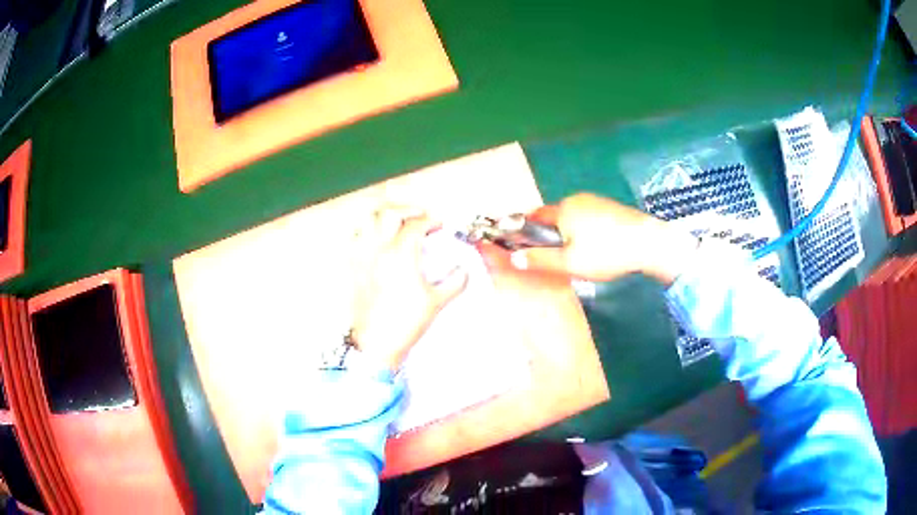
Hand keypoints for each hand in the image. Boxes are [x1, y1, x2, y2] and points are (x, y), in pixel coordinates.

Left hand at [350, 207, 467, 371]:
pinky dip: (366, 231)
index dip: (431, 220)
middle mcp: (379, 249)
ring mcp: (362, 256)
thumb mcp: (436, 302)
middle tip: (420, 216)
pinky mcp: (352, 266)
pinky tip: (376, 239)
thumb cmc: (405, 322)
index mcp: (401, 254)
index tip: (439, 225)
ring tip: (396, 223)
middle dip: (408, 210)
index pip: (416, 224)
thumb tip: (462, 271)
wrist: (376, 341)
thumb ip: (455, 282)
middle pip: (390, 213)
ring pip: (368, 220)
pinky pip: (354, 237)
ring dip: (384, 216)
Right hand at [510, 193, 696, 283]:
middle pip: (554, 216)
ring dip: (570, 232)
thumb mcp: (569, 263)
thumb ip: (540, 260)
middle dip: (551, 233)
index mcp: (563, 209)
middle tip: (558, 257)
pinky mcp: (611, 207)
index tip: (528, 247)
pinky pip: (589, 217)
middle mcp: (577, 199)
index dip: (528, 230)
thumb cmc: (606, 253)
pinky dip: (586, 230)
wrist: (648, 244)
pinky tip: (598, 246)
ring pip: (573, 217)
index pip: (535, 216)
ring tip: (581, 255)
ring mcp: (596, 201)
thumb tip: (513, 259)